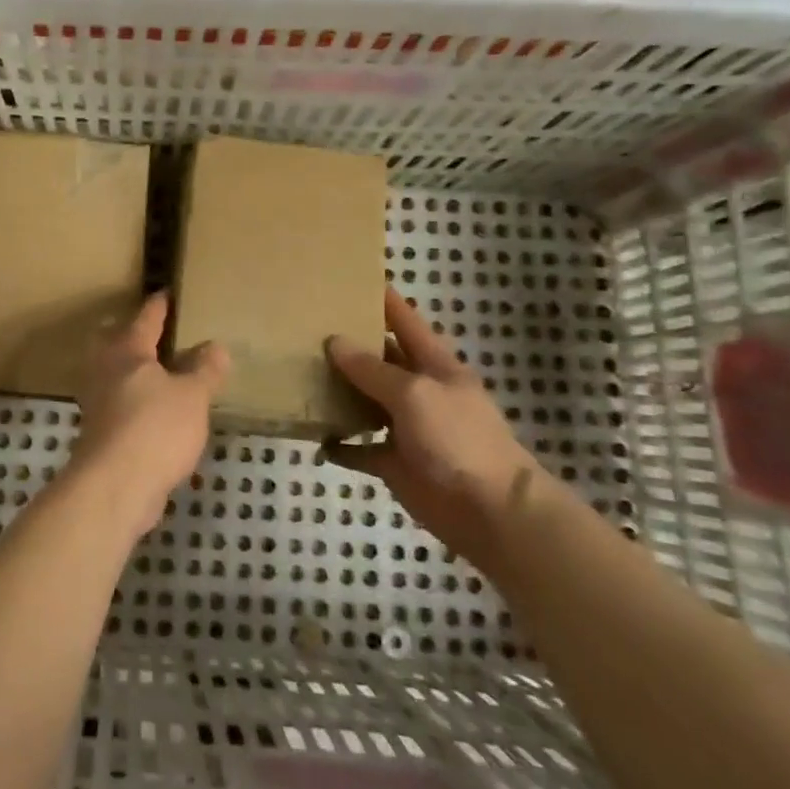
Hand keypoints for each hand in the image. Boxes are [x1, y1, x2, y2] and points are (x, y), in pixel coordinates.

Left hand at [70, 292, 229, 540]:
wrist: (115, 486)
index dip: (159, 306)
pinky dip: (134, 402)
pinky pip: (118, 406)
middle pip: (115, 343)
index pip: (146, 319)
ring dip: (132, 372)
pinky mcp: (100, 433)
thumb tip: (215, 346)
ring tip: (157, 374)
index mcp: (128, 351)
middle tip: (151, 333)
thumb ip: (204, 370)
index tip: (165, 293)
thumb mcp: (192, 396)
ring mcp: (98, 403)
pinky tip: (153, 413)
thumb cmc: (155, 428)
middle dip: (130, 336)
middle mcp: (106, 370)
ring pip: (114, 375)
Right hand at [327, 288, 542, 570]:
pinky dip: (340, 444)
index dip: (382, 298)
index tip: (351, 277)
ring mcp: (406, 427)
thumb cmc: (457, 439)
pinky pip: (359, 448)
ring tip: (300, 373)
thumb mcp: (414, 393)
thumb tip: (334, 341)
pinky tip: (314, 436)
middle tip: (305, 325)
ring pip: (365, 400)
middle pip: (379, 359)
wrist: (490, 511)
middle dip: (349, 343)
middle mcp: (418, 389)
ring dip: (339, 391)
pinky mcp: (394, 462)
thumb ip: (372, 369)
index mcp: (434, 364)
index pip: (404, 320)